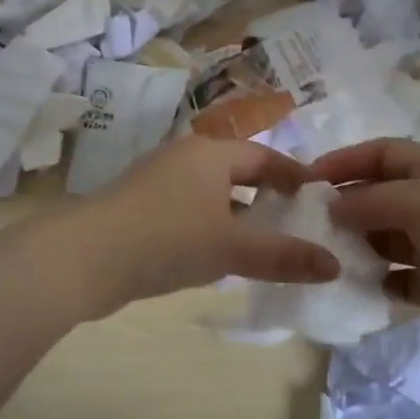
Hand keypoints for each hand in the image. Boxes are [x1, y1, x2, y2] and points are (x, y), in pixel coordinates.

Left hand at [87, 137, 340, 303]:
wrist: (85, 258)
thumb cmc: (168, 239)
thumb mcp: (232, 248)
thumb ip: (283, 256)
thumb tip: (334, 265)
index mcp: (210, 153)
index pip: (264, 157)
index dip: (294, 176)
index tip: (317, 198)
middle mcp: (184, 158)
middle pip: (236, 172)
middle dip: (265, 196)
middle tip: (293, 223)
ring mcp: (156, 181)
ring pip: (210, 193)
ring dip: (236, 214)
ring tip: (260, 243)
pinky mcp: (137, 208)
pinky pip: (187, 210)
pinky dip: (209, 226)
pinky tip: (214, 255)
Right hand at [311, 138, 419, 361]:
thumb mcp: (418, 200)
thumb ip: (369, 201)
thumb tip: (332, 207)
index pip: (380, 155)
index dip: (344, 161)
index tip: (305, 179)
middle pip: (379, 197)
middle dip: (344, 206)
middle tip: (303, 224)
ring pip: (384, 240)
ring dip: (355, 246)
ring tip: (320, 256)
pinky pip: (397, 281)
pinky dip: (375, 283)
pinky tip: (350, 287)